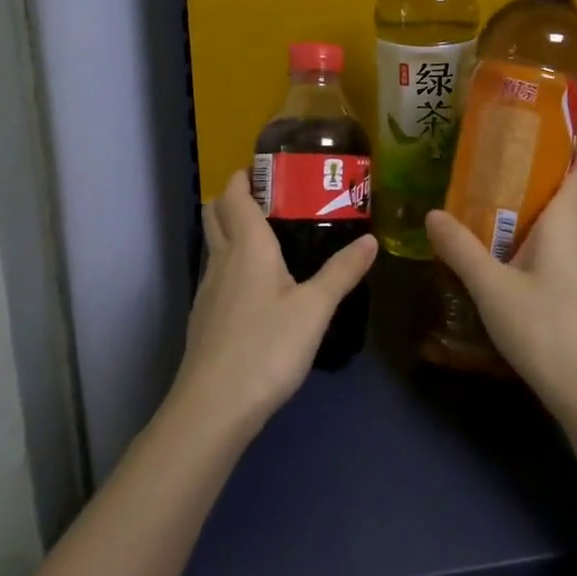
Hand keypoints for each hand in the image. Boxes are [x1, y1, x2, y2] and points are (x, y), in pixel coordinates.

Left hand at [173, 168, 377, 437]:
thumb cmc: (267, 346)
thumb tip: (371, 241)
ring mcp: (207, 290)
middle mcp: (221, 259)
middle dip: (234, 197)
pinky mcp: (204, 318)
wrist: (214, 406)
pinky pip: (217, 273)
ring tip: (271, 238)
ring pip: (214, 244)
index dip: (244, 176)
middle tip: (271, 198)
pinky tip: (258, 287)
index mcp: (247, 246)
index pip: (234, 195)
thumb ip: (342, 272)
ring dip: (232, 230)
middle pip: (215, 213)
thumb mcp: (315, 308)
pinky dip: (233, 263)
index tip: (267, 168)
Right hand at [425, 144, 576, 423]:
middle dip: (566, 171)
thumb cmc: (545, 329)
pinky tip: (544, 258)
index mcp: (572, 220)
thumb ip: (461, 249)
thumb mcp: (491, 289)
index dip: (571, 143)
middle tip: (525, 169)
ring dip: (570, 204)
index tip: (544, 133)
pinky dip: (573, 235)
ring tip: (528, 209)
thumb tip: (431, 215)